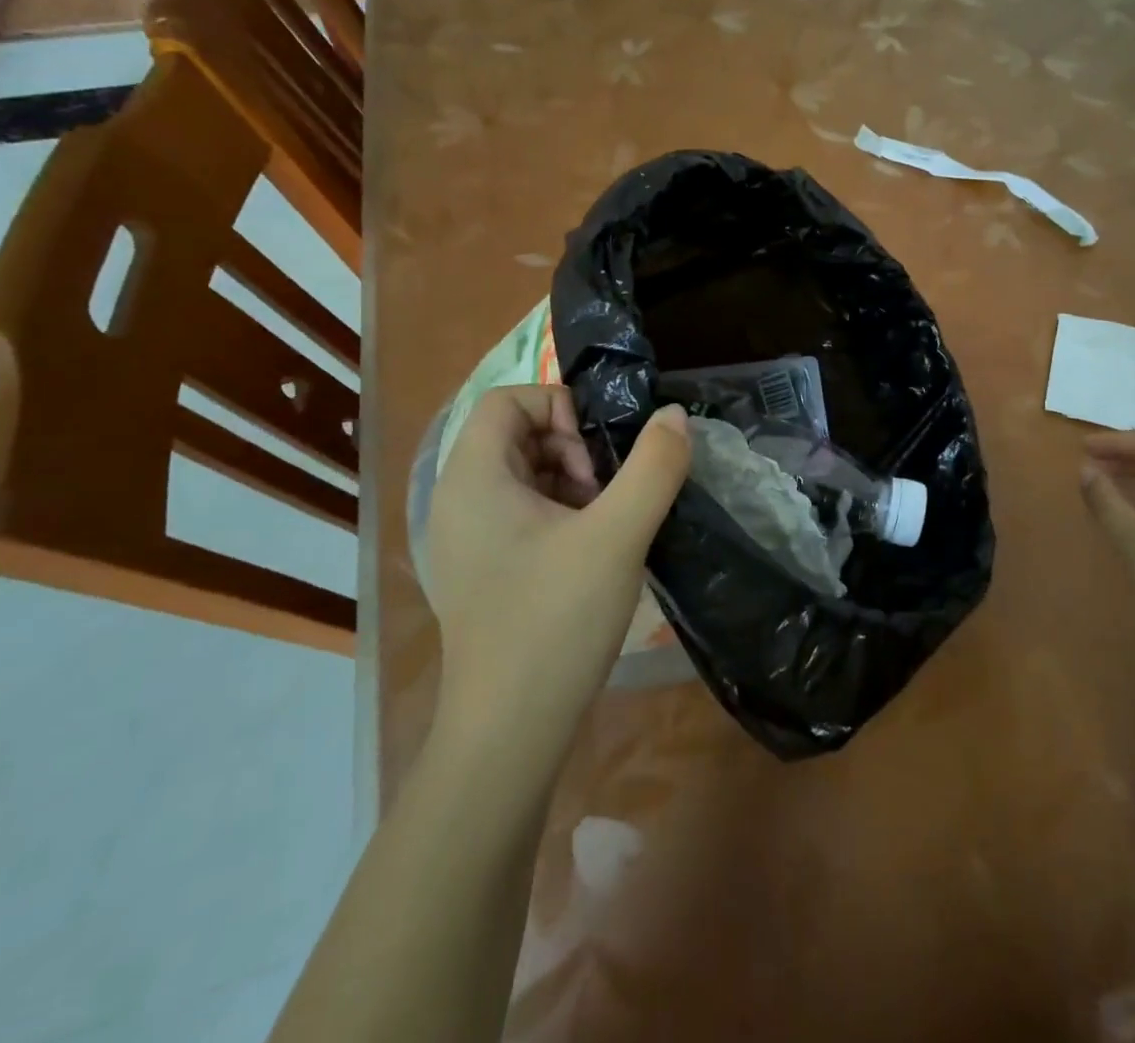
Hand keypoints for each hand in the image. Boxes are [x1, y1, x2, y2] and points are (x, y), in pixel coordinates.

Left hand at [424, 386, 690, 749]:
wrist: (510, 734)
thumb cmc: (555, 622)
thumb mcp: (617, 536)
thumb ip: (653, 466)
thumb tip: (674, 415)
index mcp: (473, 479)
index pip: (509, 400)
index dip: (560, 408)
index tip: (597, 454)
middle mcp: (460, 500)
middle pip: (519, 435)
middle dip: (574, 450)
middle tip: (606, 495)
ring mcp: (469, 539)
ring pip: (527, 476)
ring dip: (574, 484)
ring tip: (606, 526)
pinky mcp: (486, 570)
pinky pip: (525, 514)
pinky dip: (563, 515)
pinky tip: (593, 554)